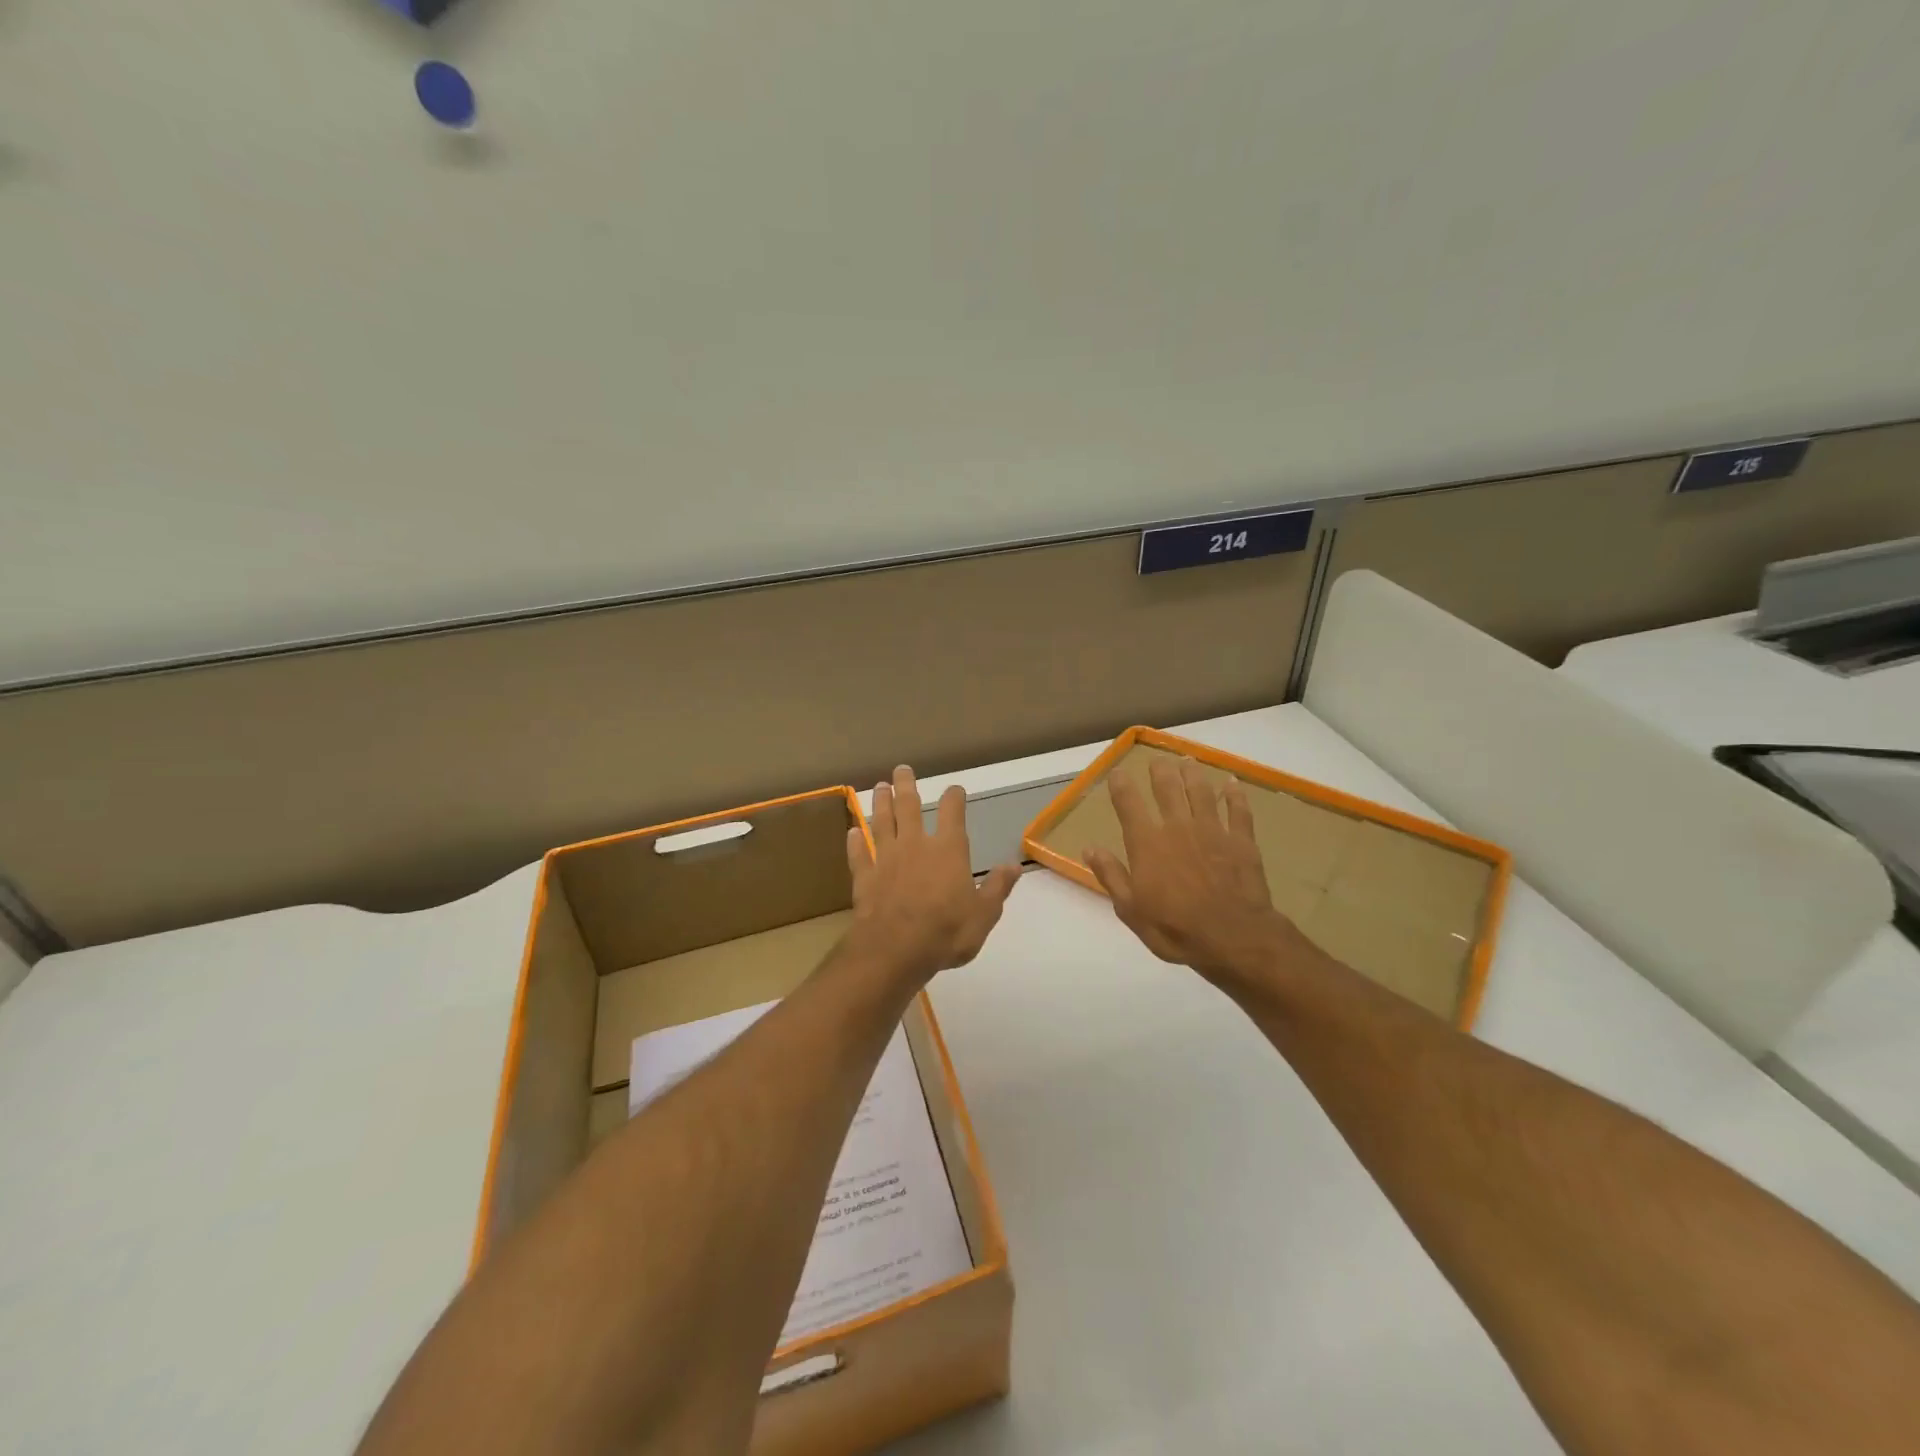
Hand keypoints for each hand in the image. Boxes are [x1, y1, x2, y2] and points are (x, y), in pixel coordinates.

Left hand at [845, 765, 1021, 984]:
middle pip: (908, 806)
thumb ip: (997, 887)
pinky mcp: (864, 877)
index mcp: (948, 850)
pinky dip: (855, 841)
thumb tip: (1014, 864)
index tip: (954, 789)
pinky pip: (859, 854)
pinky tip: (852, 831)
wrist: (894, 950)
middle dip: (906, 786)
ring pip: (881, 822)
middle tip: (901, 769)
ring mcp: (886, 859)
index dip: (954, 798)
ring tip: (878, 786)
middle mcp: (915, 845)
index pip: (952, 813)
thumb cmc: (946, 932)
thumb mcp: (984, 914)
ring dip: (880, 803)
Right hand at [1084, 756, 1302, 990]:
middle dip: (1160, 771)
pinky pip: (1238, 810)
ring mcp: (1212, 831)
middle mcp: (1177, 827)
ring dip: (1193, 774)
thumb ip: (1111, 875)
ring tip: (1187, 761)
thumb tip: (1089, 848)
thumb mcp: (1131, 909)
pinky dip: (1235, 794)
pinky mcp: (1241, 841)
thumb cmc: (1175, 929)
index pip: (1129, 804)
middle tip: (1157, 760)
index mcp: (1147, 843)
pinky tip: (1232, 783)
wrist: (1234, 938)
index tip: (1118, 772)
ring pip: (1201, 792)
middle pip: (1167, 788)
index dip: (1121, 785)